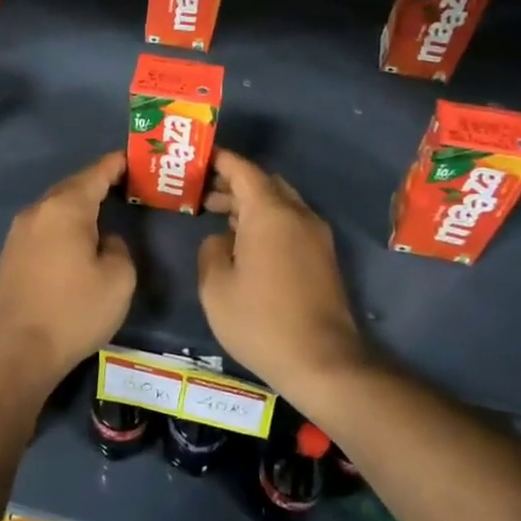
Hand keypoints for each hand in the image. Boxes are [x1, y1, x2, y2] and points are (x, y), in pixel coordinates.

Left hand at [0, 153, 135, 386]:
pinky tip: (76, 238)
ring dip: (78, 204)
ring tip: (103, 209)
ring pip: (55, 206)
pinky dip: (63, 223)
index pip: (96, 173)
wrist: (19, 349)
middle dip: (97, 182)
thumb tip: (104, 240)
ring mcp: (20, 231)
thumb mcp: (118, 279)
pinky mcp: (11, 252)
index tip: (133, 158)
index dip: (116, 164)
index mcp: (66, 208)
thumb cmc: (75, 311)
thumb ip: (118, 247)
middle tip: (124, 184)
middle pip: (72, 186)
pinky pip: (44, 225)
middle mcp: (39, 210)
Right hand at [198, 150, 370, 400]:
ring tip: (217, 216)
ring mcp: (315, 236)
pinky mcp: (323, 257)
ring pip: (280, 203)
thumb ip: (211, 250)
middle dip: (233, 182)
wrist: (323, 363)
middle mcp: (297, 215)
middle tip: (202, 191)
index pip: (243, 170)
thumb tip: (221, 240)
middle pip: (264, 183)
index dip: (220, 160)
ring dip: (250, 203)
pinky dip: (266, 220)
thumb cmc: (261, 321)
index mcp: (270, 213)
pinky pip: (290, 223)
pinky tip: (244, 242)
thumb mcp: (216, 286)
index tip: (197, 157)